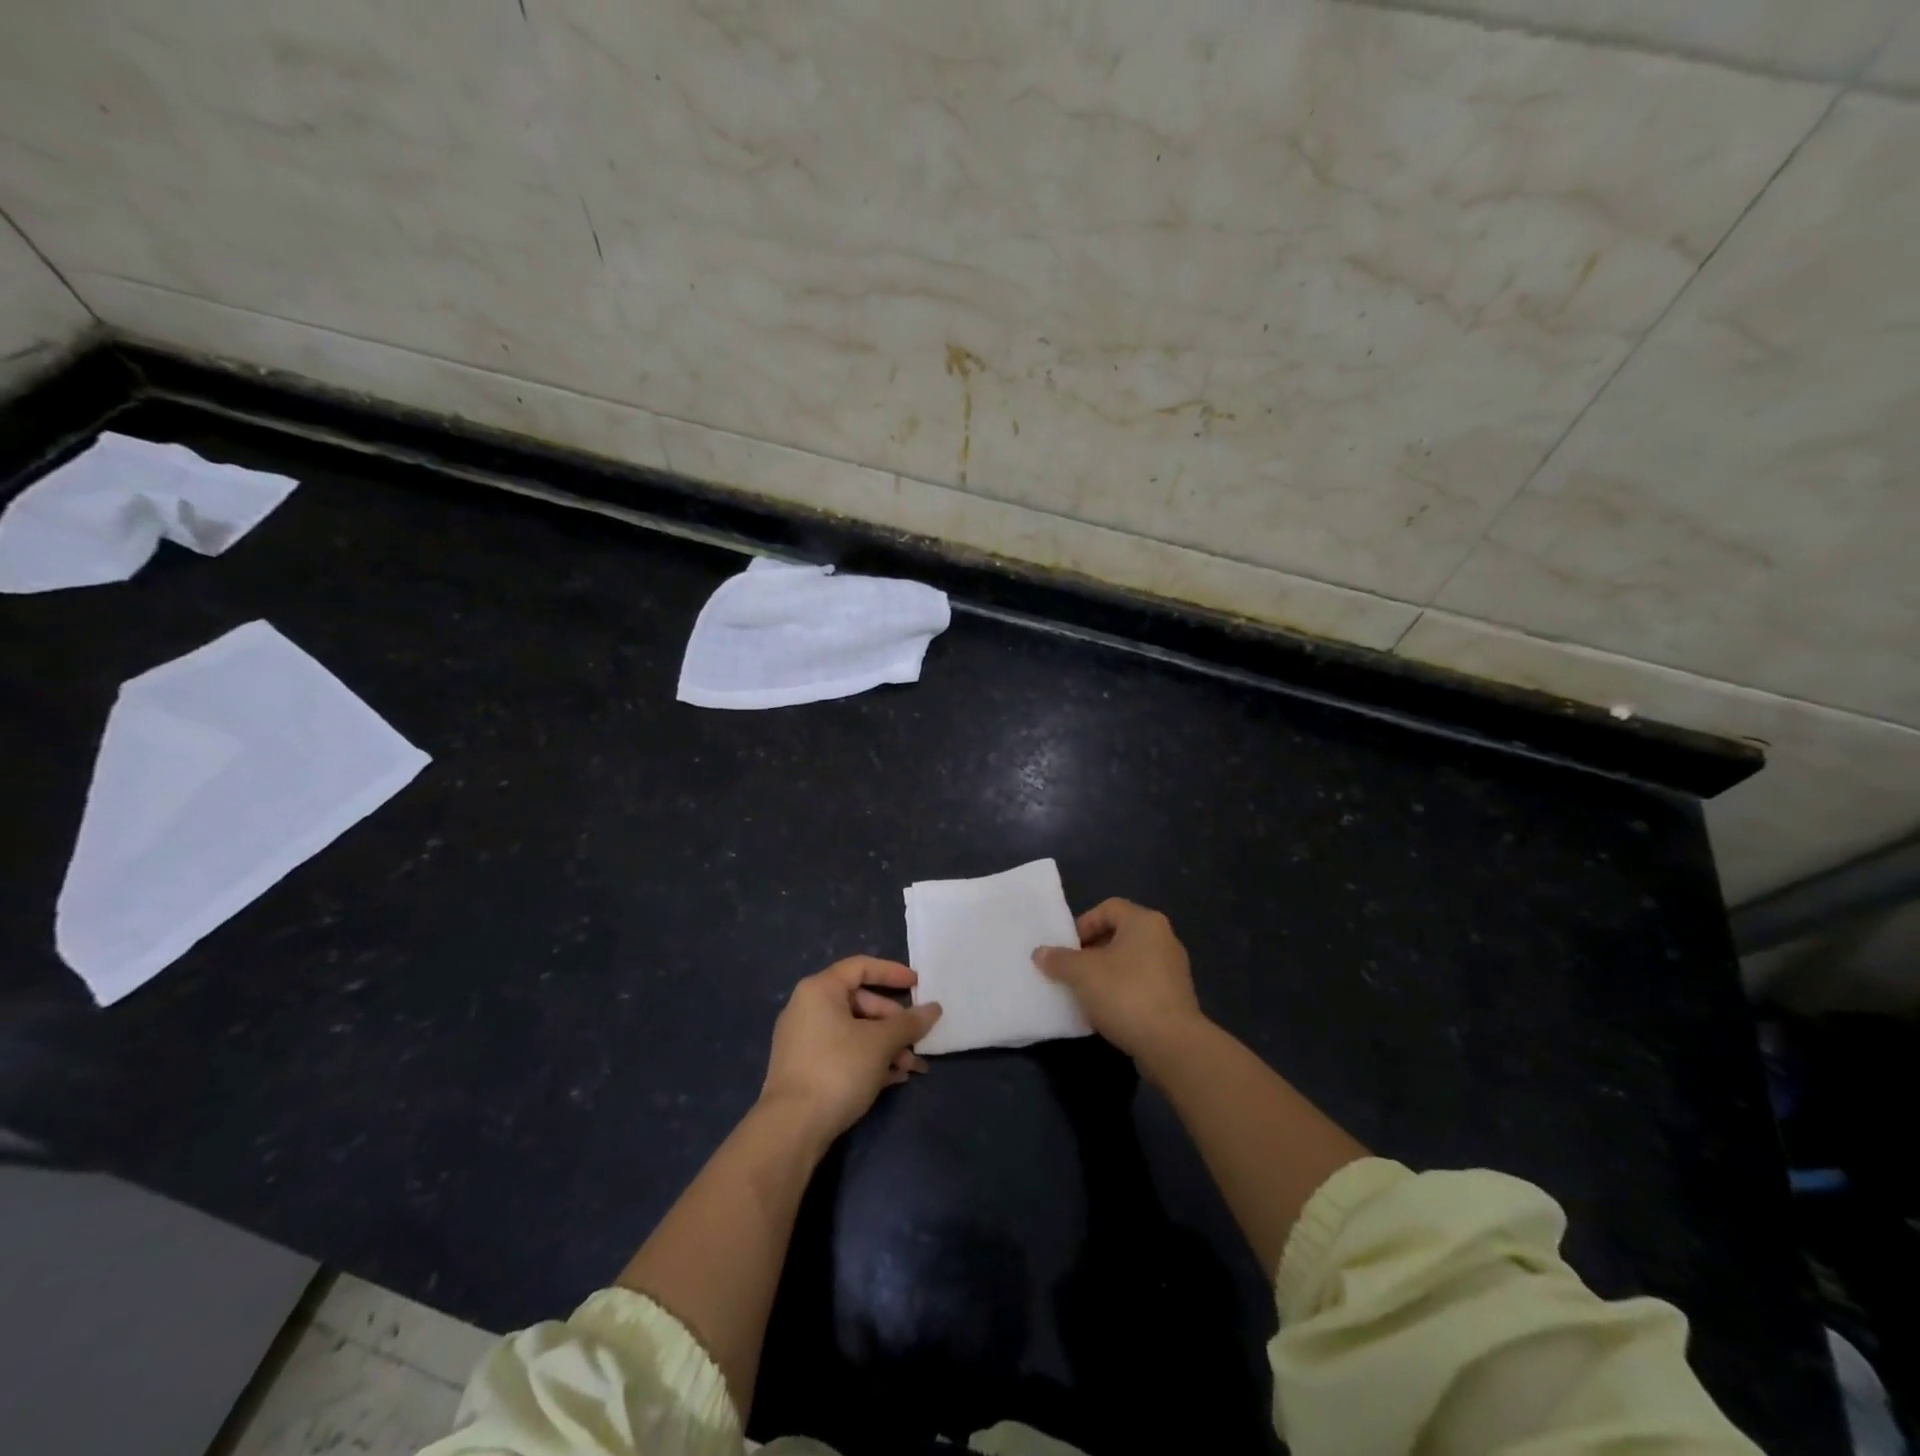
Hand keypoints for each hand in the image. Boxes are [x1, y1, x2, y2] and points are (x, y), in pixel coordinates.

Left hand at [759, 957, 941, 1143]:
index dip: (892, 973)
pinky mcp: (805, 1069)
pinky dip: (869, 1060)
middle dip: (894, 1022)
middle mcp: (807, 1008)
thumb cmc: (838, 1069)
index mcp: (820, 990)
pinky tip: (894, 1078)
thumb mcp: (880, 1043)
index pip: (860, 967)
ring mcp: (804, 1041)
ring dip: (886, 1045)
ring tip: (912, 1067)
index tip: (918, 984)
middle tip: (917, 1039)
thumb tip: (934, 1008)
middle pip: (860, 1002)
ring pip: (854, 1031)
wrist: (791, 1129)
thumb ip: (909, 1023)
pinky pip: (843, 1053)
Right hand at [1033, 899, 1204, 1060]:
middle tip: (1072, 971)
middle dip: (1092, 952)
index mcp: (1144, 922)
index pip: (1108, 908)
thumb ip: (1058, 960)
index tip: (1067, 949)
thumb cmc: (1125, 994)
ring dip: (1106, 974)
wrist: (1171, 1044)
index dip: (1083, 924)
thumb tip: (1040, 953)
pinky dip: (1123, 992)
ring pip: (1130, 962)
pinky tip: (1107, 1012)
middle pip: (1119, 935)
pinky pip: (1142, 985)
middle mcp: (1163, 938)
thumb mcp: (1082, 973)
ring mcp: (1173, 969)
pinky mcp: (1176, 998)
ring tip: (1086, 993)